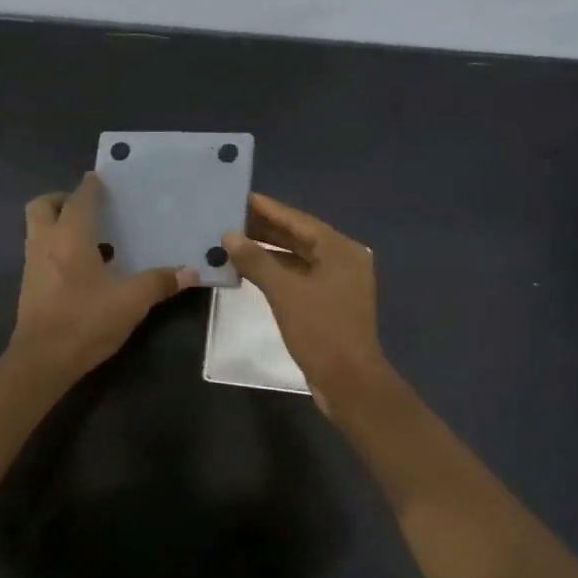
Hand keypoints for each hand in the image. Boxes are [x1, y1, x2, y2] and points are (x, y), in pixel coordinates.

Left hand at [9, 173, 197, 383]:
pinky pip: (41, 253)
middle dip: (62, 199)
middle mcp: (45, 242)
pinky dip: (57, 249)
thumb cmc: (85, 321)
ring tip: (92, 238)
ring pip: (38, 230)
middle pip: (43, 205)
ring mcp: (32, 265)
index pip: (79, 197)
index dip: (92, 185)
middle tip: (89, 208)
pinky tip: (83, 268)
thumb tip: (191, 270)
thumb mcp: (131, 301)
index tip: (106, 179)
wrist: (42, 361)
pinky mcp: (29, 287)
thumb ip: (159, 282)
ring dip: (59, 225)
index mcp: (70, 236)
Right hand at [221, 193, 393, 412]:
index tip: (241, 196)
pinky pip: (300, 277)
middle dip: (266, 229)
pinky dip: (277, 271)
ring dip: (269, 251)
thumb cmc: (320, 330)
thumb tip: (229, 235)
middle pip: (299, 237)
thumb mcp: (284, 292)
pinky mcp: (330, 303)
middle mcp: (343, 260)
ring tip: (235, 241)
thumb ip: (256, 260)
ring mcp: (338, 283)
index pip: (298, 220)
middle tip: (231, 217)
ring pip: (299, 258)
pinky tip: (251, 270)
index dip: (268, 209)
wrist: (349, 381)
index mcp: (340, 250)